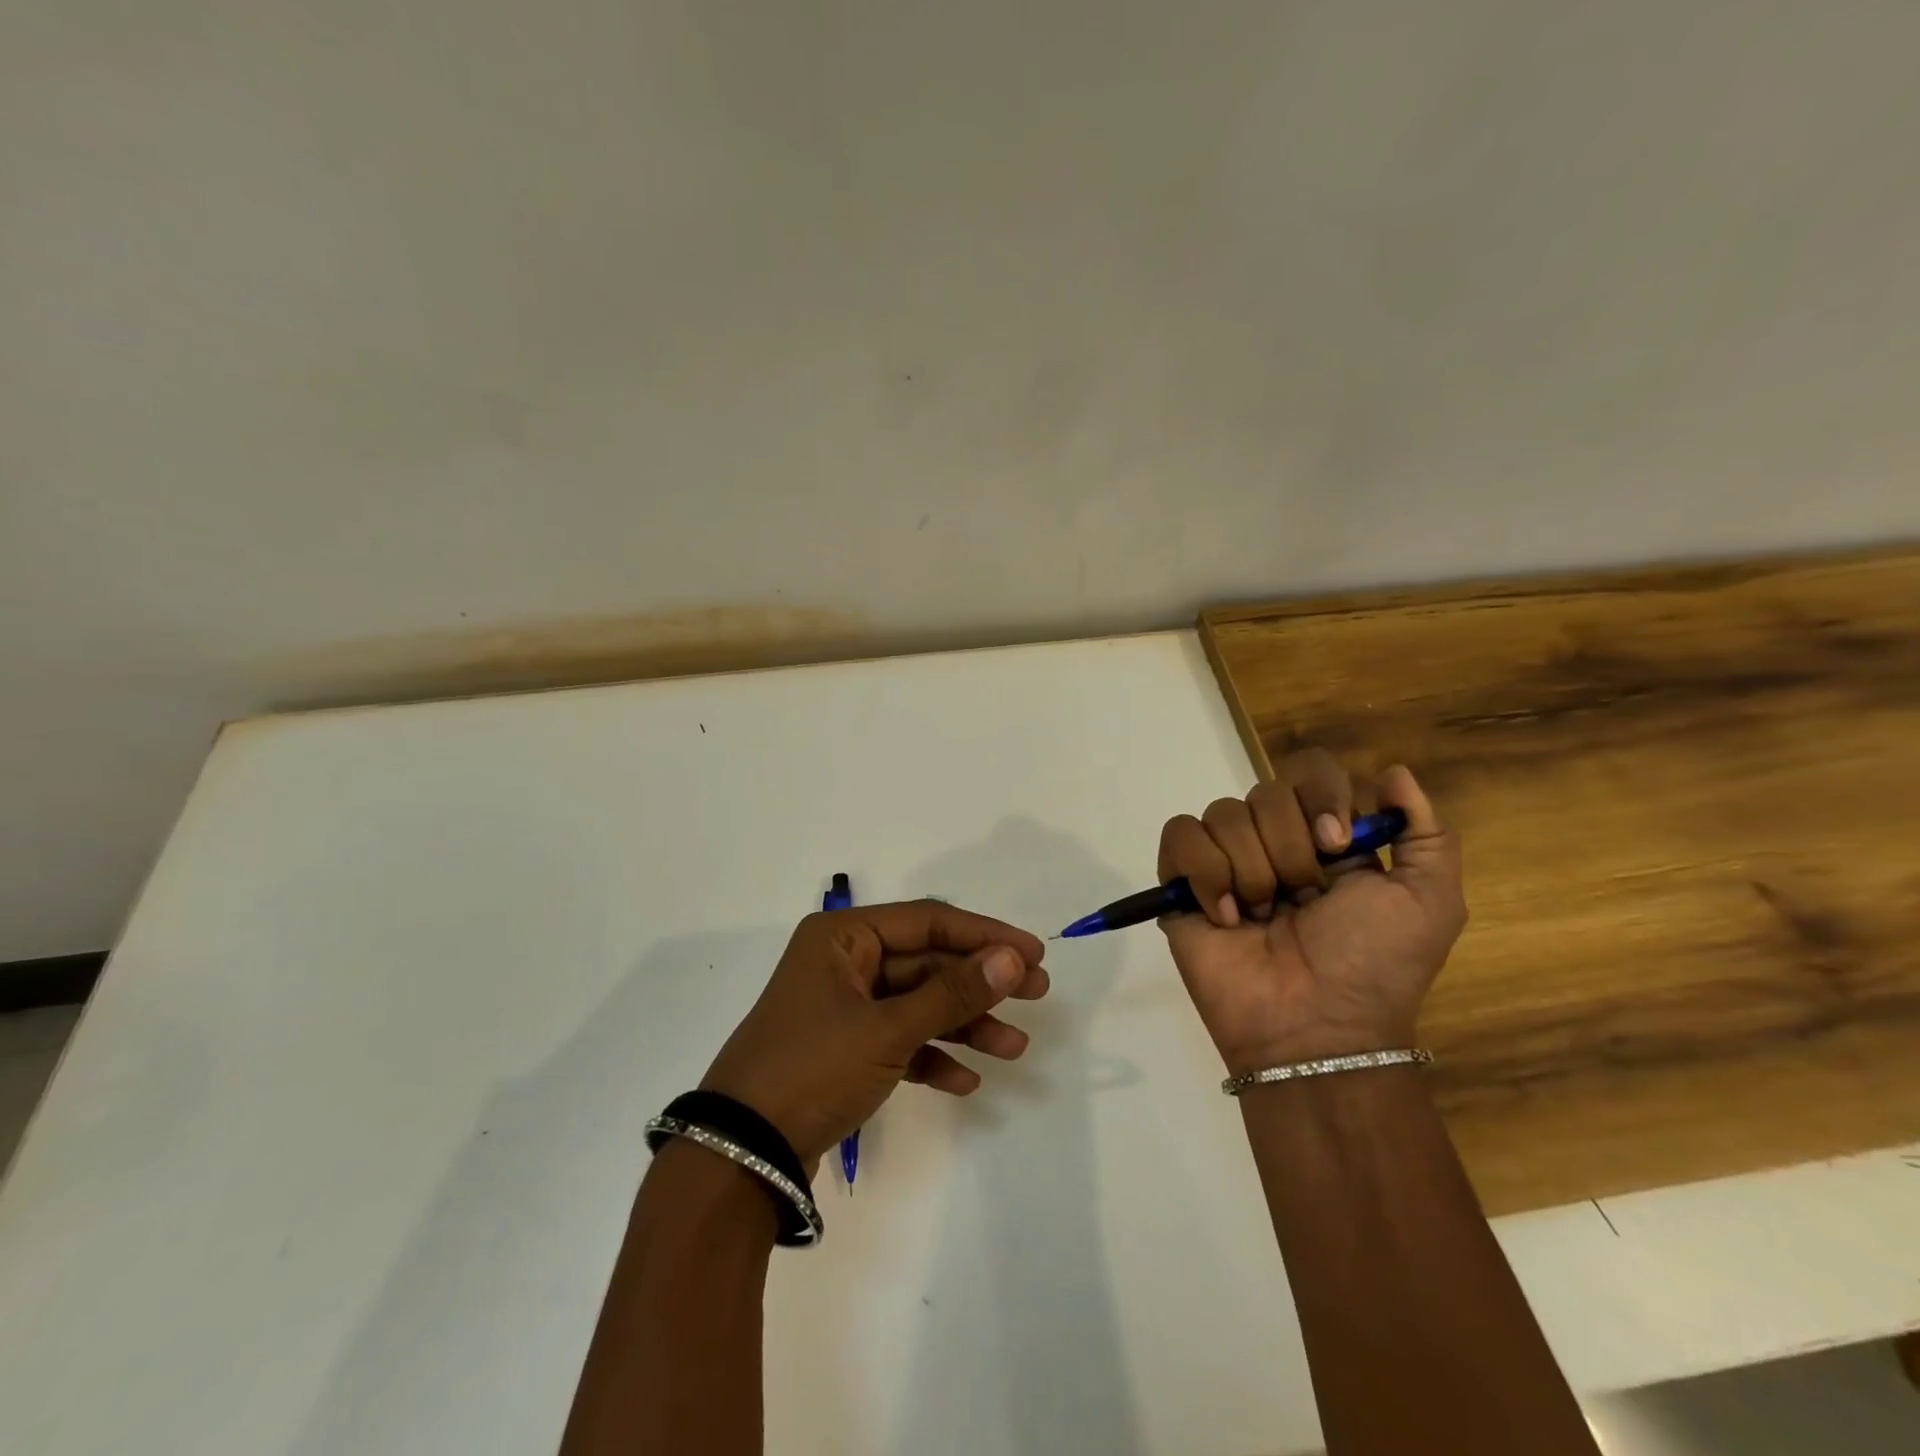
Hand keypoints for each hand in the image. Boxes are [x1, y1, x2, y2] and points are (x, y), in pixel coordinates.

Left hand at [700, 901, 1049, 1167]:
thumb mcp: (887, 1030)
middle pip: (927, 963)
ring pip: (918, 1004)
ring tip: (1013, 1048)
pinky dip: (931, 1057)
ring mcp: (844, 1007)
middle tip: (1037, 994)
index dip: (984, 935)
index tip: (1033, 954)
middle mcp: (845, 962)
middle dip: (980, 983)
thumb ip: (951, 993)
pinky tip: (966, 1081)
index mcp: (844, 937)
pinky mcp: (845, 1049)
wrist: (740, 1155)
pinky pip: (900, 1041)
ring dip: (963, 1025)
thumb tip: (1012, 958)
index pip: (928, 921)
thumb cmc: (812, 1070)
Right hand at [1158, 750, 1464, 1073]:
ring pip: (1222, 814)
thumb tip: (1392, 772)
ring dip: (1251, 872)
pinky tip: (1226, 918)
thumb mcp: (1429, 902)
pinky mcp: (1181, 882)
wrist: (1313, 1026)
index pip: (1310, 771)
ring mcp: (1224, 861)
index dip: (1321, 797)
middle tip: (1301, 900)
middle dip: (1288, 851)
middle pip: (1264, 791)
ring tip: (1261, 918)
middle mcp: (1272, 841)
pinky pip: (1180, 836)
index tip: (1336, 845)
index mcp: (1325, 838)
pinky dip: (1206, 876)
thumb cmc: (1375, 965)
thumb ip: (1427, 833)